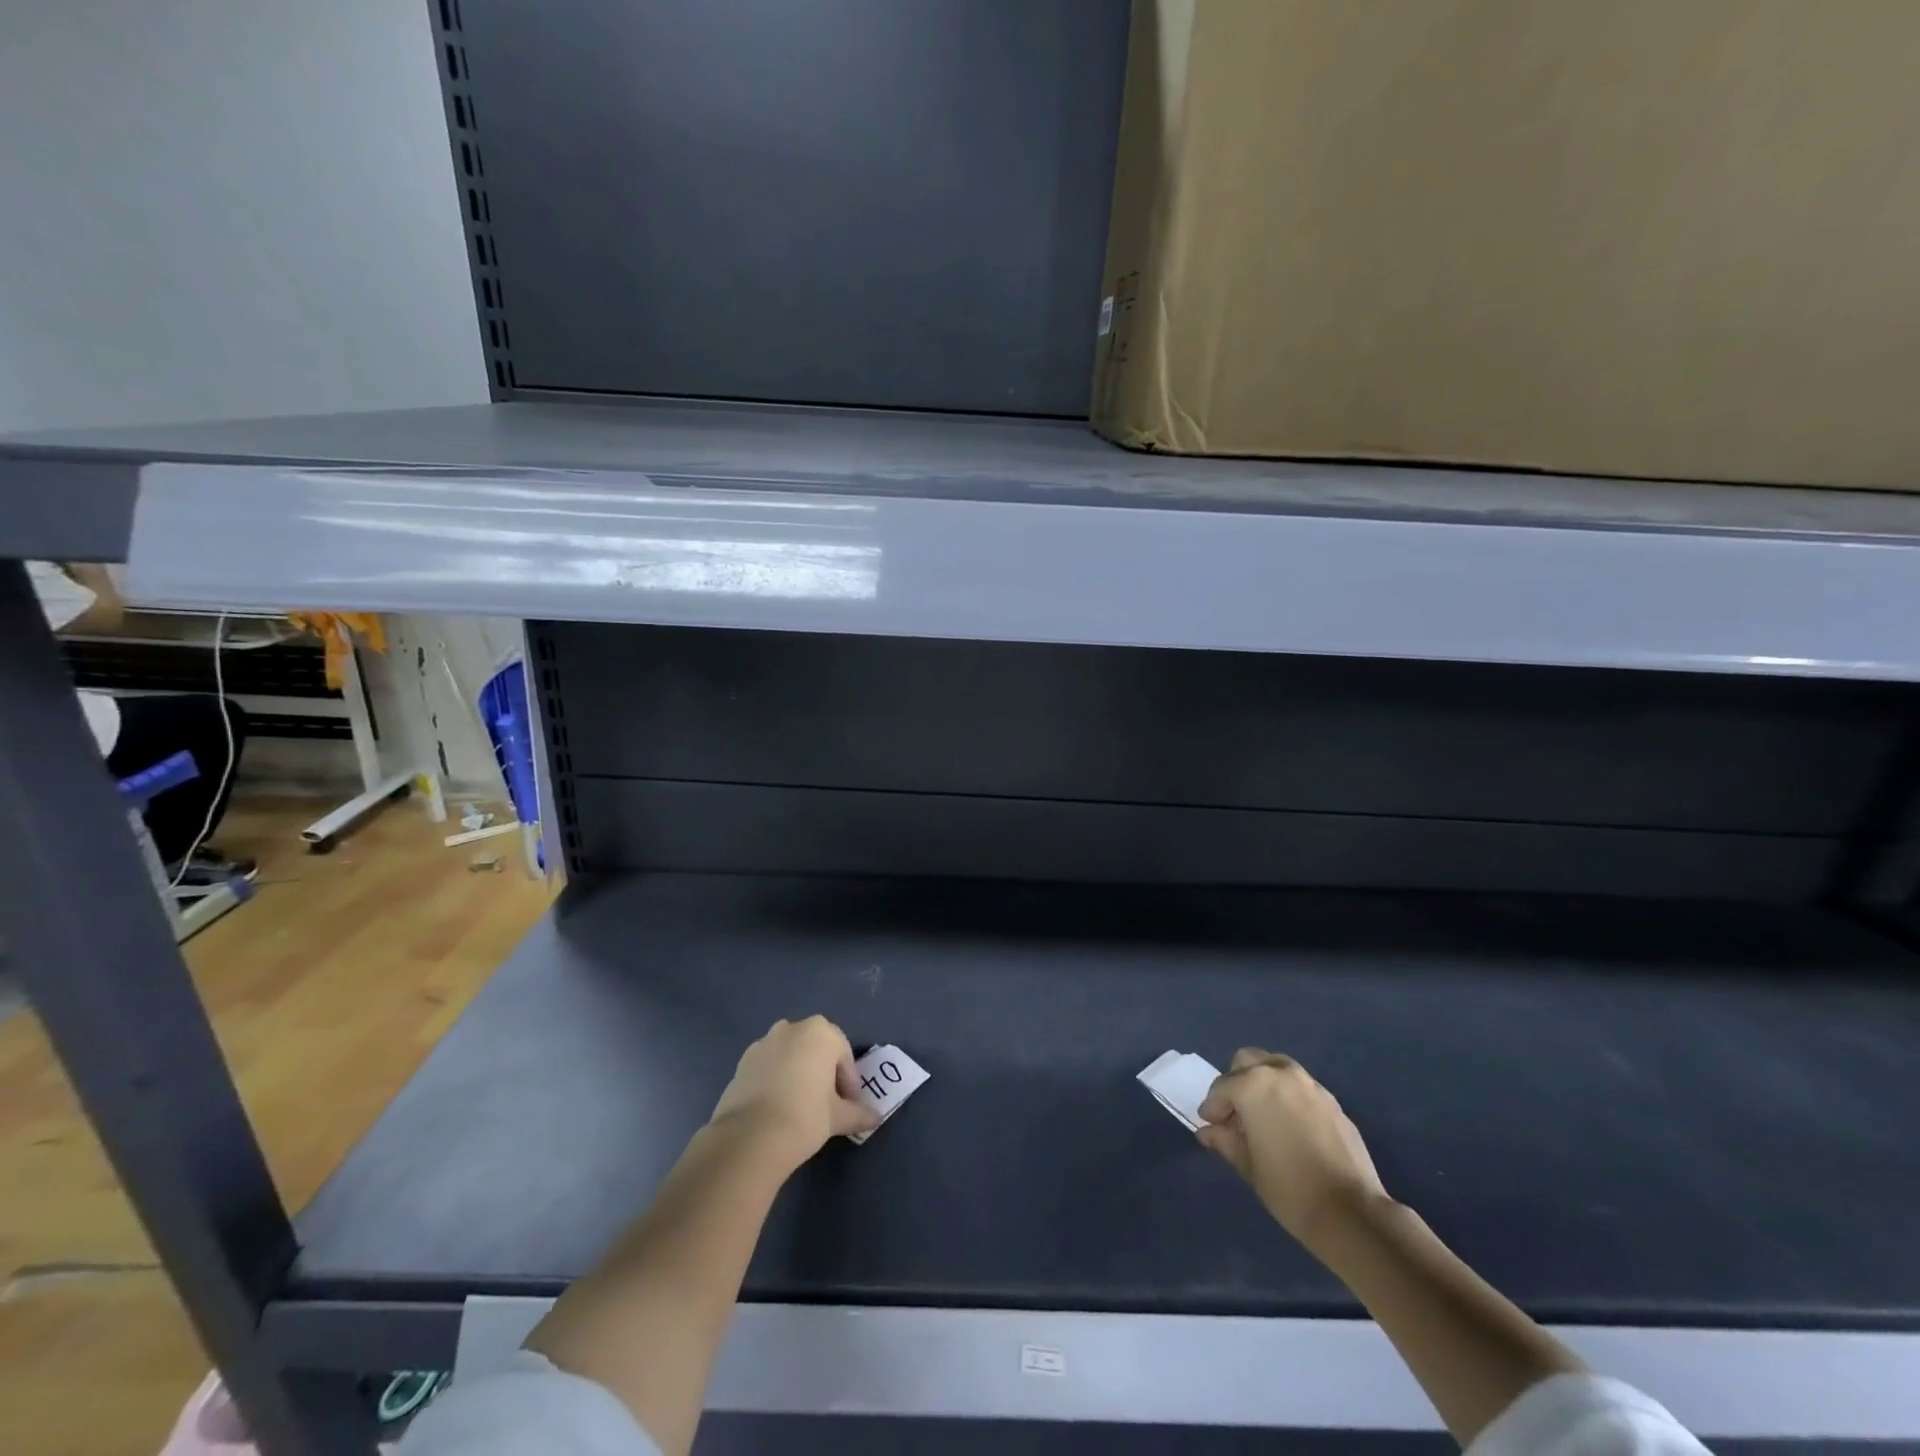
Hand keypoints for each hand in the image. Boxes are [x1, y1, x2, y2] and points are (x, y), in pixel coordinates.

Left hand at [708, 1016, 878, 1170]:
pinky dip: (776, 1080)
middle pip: (816, 1050)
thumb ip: (859, 1113)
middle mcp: (792, 1028)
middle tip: (826, 1104)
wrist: (750, 1137)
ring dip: (798, 1074)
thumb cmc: (805, 1116)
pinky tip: (776, 1108)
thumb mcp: (838, 1117)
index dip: (849, 1082)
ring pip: (790, 1056)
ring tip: (798, 1107)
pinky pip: (769, 1066)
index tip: (848, 1106)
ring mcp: (764, 1042)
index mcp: (821, 1032)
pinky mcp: (742, 1062)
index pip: (844, 1055)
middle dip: (823, 1073)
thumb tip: (876, 1118)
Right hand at [1197, 1049, 1389, 1252]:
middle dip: (1236, 1083)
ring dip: (1263, 1084)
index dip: (1212, 1108)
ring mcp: (1310, 1085)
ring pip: (1276, 1068)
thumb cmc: (1289, 1188)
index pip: (1222, 1088)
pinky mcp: (1332, 1101)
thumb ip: (1225, 1140)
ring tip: (1263, 1117)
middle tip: (1236, 1114)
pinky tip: (1291, 1127)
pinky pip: (1300, 1088)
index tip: (1211, 1126)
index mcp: (1253, 1085)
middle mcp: (1280, 1074)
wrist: (1352, 1213)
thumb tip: (1208, 1131)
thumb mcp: (1247, 1166)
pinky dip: (1288, 1097)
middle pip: (1247, 1062)